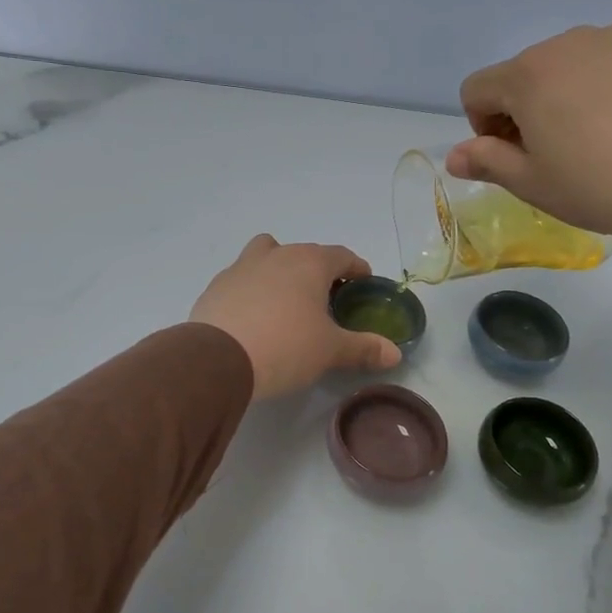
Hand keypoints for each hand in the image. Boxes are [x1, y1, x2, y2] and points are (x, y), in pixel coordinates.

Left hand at [189, 235, 401, 398]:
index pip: (342, 256)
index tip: (363, 284)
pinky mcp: (216, 286)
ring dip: (280, 270)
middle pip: (305, 253)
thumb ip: (364, 348)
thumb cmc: (285, 347)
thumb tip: (394, 354)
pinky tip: (253, 318)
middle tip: (327, 300)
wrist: (218, 359)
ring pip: (267, 255)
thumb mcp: (330, 351)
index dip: (357, 269)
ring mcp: (241, 267)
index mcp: (309, 262)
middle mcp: (276, 255)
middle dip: (319, 271)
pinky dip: (252, 290)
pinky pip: (242, 279)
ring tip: (286, 301)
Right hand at [445, 21, 611, 282]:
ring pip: (577, 64)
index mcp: (529, 74)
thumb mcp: (533, 185)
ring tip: (608, 139)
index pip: (477, 89)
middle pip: (528, 73)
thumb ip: (487, 162)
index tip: (514, 157)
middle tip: (561, 154)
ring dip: (573, 95)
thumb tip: (455, 154)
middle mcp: (571, 42)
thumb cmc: (604, 187)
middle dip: (529, 109)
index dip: (484, 127)